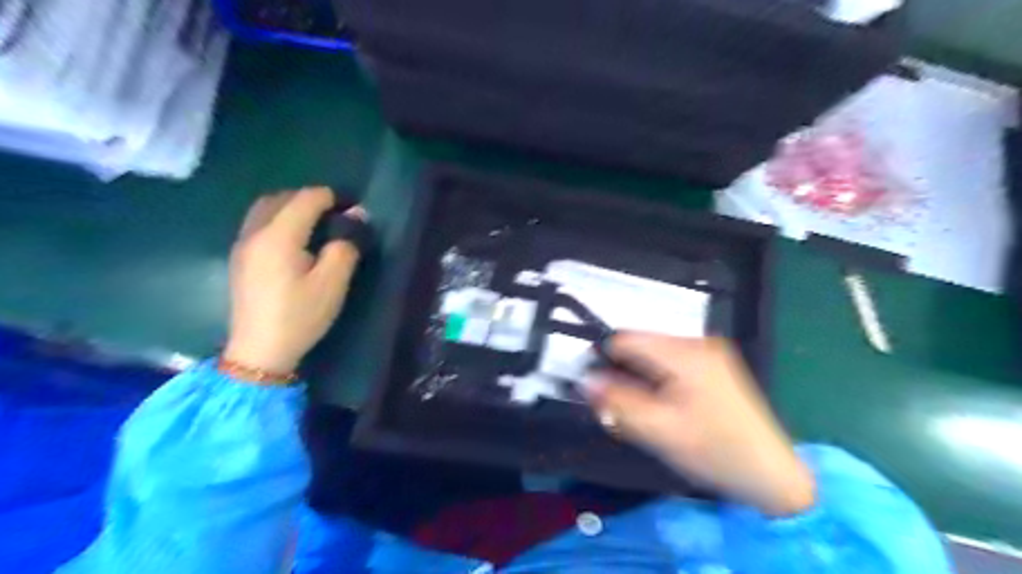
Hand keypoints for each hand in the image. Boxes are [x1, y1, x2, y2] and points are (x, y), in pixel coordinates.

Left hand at [224, 189, 366, 374]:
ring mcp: (242, 245)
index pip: (305, 200)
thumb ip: (345, 247)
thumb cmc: (300, 317)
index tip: (352, 207)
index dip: (331, 197)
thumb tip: (355, 219)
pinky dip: (278, 218)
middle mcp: (255, 233)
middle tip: (335, 212)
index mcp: (279, 237)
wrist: (259, 350)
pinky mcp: (239, 258)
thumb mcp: (332, 284)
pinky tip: (293, 238)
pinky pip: (258, 223)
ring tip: (315, 221)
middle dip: (309, 198)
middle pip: (280, 198)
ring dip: (290, 206)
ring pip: (264, 208)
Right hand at [591, 332, 814, 516]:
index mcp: (684, 353)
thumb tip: (585, 380)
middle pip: (640, 344)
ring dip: (639, 376)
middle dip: (623, 370)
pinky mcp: (714, 364)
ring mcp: (708, 351)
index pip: (626, 339)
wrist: (770, 473)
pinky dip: (657, 378)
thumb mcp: (660, 430)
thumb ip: (619, 402)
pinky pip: (670, 361)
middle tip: (618, 405)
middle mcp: (697, 342)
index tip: (594, 385)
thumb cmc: (714, 451)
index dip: (603, 358)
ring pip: (654, 353)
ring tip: (642, 408)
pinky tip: (662, 403)